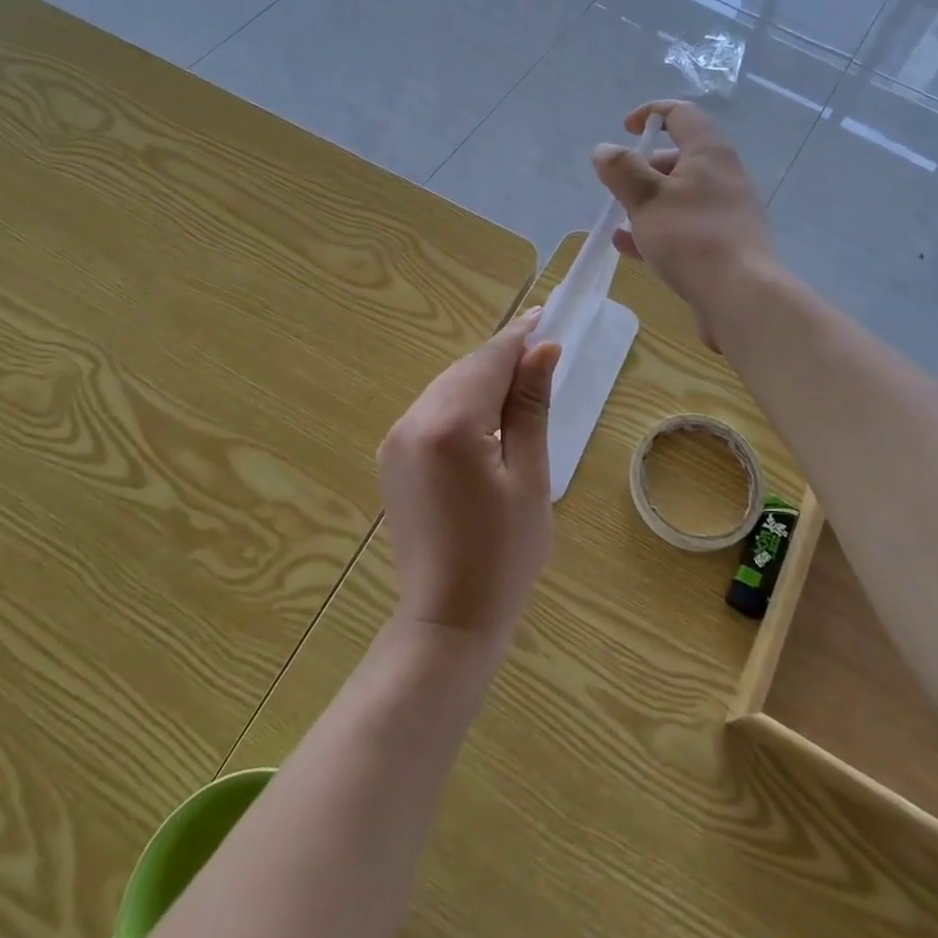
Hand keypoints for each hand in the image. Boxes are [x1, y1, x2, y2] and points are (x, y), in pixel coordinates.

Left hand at [376, 311, 559, 647]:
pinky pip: (431, 411)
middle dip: (502, 357)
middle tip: (542, 350)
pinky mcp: (392, 458)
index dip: (520, 337)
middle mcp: (413, 420)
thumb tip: (543, 350)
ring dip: (482, 379)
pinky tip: (486, 415)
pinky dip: (461, 403)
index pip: (489, 361)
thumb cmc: (503, 554)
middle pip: (465, 370)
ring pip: (446, 387)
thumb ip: (530, 407)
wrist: (446, 620)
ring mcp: (396, 440)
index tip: (546, 316)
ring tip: (521, 382)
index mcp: (450, 424)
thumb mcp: (529, 477)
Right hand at [593, 100, 773, 348]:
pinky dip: (658, 230)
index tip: (624, 130)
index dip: (650, 113)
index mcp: (709, 153)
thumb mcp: (647, 199)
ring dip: (647, 204)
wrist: (741, 297)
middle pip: (679, 158)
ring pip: (680, 196)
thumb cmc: (691, 238)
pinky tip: (630, 249)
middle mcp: (724, 176)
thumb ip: (622, 171)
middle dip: (643, 169)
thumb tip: (604, 149)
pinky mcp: (726, 244)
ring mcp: (728, 212)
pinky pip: (685, 227)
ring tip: (619, 221)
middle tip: (618, 189)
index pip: (681, 114)